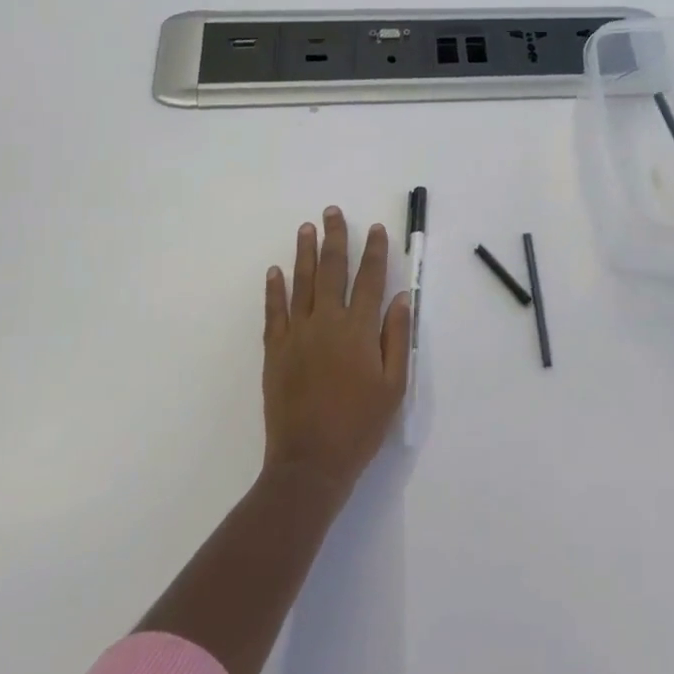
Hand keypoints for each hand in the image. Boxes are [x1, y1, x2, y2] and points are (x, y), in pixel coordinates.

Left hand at [262, 207, 411, 496]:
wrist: (310, 462)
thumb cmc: (360, 425)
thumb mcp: (394, 386)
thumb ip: (396, 337)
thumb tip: (400, 298)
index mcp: (359, 330)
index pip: (370, 279)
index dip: (375, 252)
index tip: (376, 229)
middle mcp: (328, 322)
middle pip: (332, 270)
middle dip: (335, 238)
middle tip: (333, 212)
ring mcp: (297, 334)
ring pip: (302, 283)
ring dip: (305, 252)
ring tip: (307, 228)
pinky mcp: (275, 350)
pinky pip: (274, 311)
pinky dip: (275, 289)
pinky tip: (275, 270)